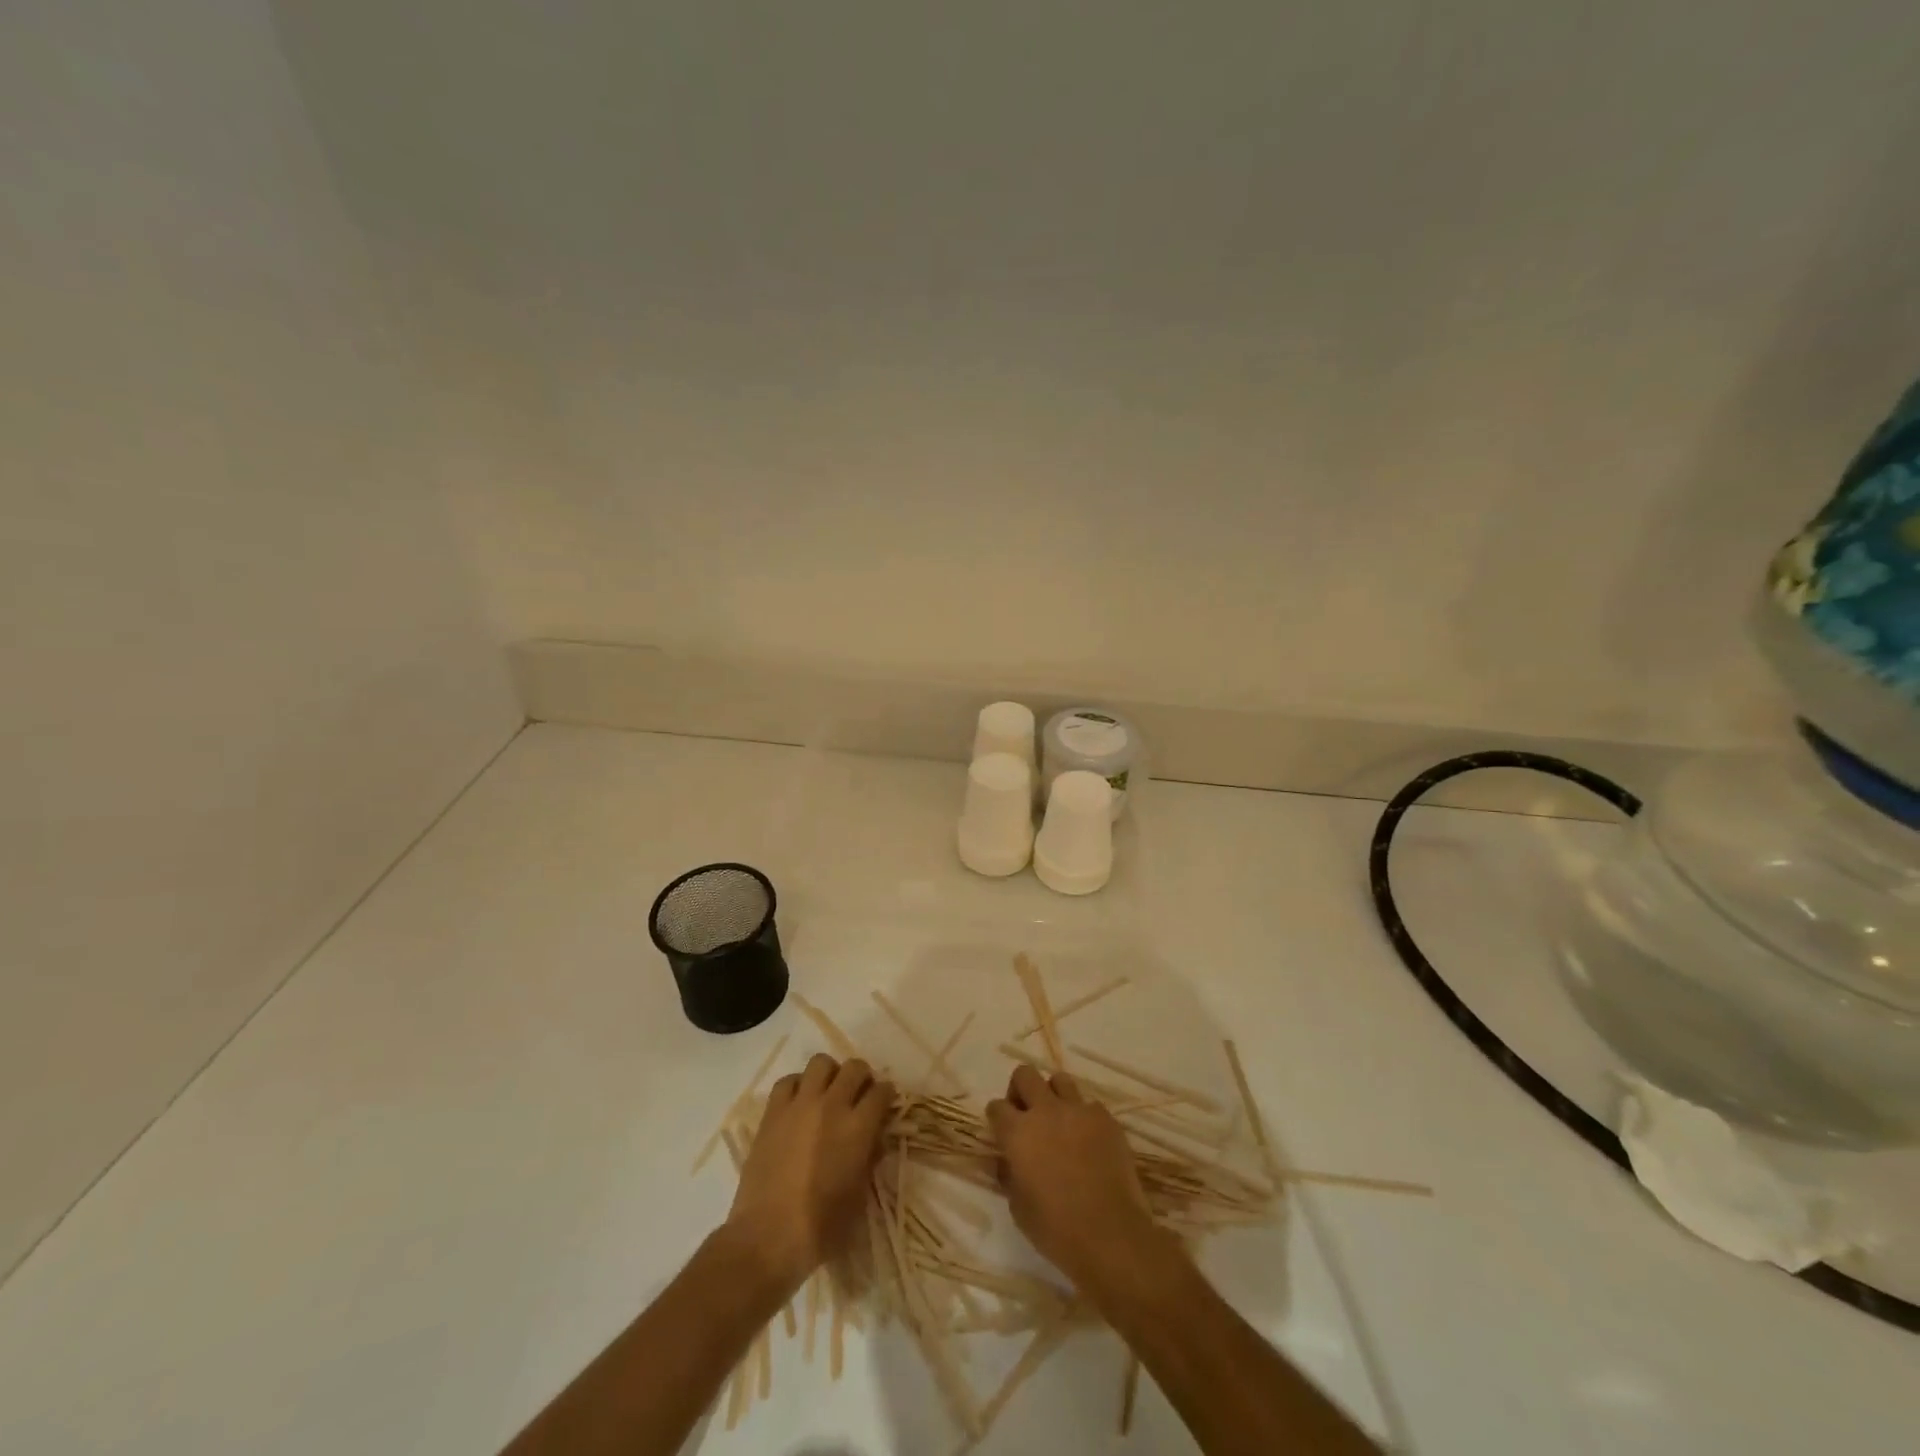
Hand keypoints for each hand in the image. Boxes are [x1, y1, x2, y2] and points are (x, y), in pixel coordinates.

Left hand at [723, 1054, 893, 1297]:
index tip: (884, 1104)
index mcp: (858, 1127)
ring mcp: (800, 1105)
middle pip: (855, 1067)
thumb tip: (873, 1138)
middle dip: (862, 1078)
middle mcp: (832, 1105)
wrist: (767, 1237)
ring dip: (830, 1074)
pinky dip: (797, 1086)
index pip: (882, 1092)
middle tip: (859, 1095)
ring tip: (828, 1093)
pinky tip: (798, 1104)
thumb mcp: (859, 1196)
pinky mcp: (773, 1112)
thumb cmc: (821, 1227)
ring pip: (821, 1063)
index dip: (887, 1095)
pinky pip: (788, 1081)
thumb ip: (869, 1159)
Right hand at [988, 1065, 1174, 1297]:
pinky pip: (1089, 1105)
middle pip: (1025, 1075)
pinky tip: (1089, 1142)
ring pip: (1059, 1080)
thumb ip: (1010, 1175)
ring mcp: (1078, 1111)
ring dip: (1054, 1096)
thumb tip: (1008, 1161)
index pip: (996, 1107)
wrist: (1111, 1236)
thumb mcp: (1019, 1208)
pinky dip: (1084, 1118)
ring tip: (1059, 1122)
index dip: (997, 1118)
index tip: (1002, 1133)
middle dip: (1021, 1090)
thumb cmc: (1057, 1229)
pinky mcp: (1106, 1118)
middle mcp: (1046, 1111)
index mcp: (1018, 1133)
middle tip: (1026, 1115)